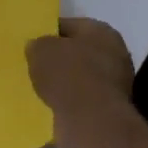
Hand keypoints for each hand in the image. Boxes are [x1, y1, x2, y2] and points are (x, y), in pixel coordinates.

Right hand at [26, 18, 138, 147]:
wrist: (91, 121)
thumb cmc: (68, 75)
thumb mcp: (41, 50)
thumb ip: (38, 45)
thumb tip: (38, 47)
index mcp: (101, 31)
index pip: (69, 25)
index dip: (48, 32)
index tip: (32, 43)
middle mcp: (115, 53)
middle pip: (78, 52)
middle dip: (58, 59)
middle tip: (34, 65)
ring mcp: (116, 83)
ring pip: (81, 77)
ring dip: (64, 83)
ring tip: (40, 88)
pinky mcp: (110, 109)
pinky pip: (83, 99)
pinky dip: (69, 101)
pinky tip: (52, 105)